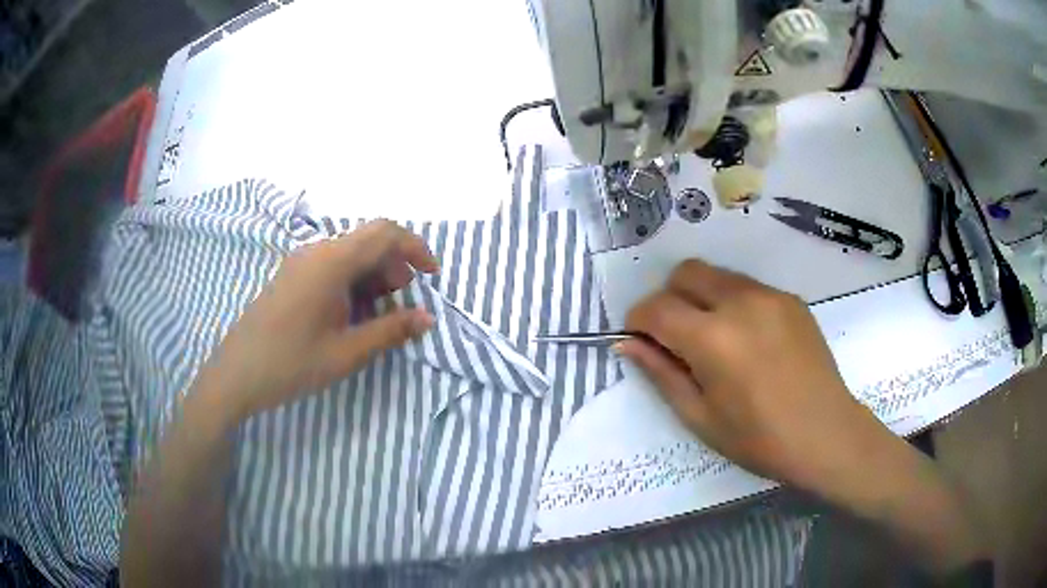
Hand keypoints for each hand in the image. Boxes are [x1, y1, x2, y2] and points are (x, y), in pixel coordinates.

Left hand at [196, 219, 437, 421]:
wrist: (237, 374)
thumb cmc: (292, 364)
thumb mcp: (347, 352)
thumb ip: (390, 331)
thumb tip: (427, 318)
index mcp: (331, 262)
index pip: (384, 233)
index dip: (415, 248)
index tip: (432, 276)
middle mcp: (315, 251)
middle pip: (367, 241)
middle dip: (395, 266)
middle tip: (403, 304)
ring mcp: (299, 262)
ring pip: (349, 253)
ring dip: (373, 275)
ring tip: (377, 315)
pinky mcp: (291, 275)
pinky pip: (331, 265)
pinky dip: (352, 281)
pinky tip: (350, 314)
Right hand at [620, 258, 886, 492]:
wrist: (824, 434)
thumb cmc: (757, 439)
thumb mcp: (699, 416)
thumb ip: (661, 373)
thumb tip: (627, 343)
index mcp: (712, 338)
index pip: (656, 307)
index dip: (638, 321)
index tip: (640, 340)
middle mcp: (740, 302)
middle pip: (685, 273)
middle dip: (669, 298)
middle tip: (677, 338)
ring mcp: (770, 295)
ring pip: (717, 275)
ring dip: (702, 298)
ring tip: (716, 340)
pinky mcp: (790, 298)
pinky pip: (748, 288)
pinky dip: (734, 304)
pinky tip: (749, 341)